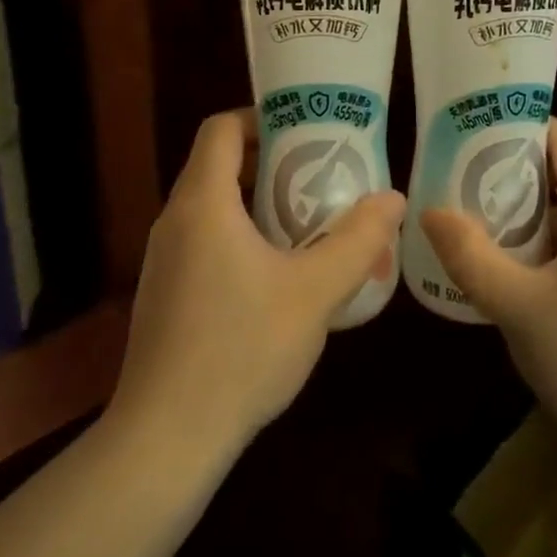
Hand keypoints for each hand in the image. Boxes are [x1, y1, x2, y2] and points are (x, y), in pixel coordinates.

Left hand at [108, 110, 404, 459]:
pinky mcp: (165, 295)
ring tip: (311, 225)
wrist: (166, 438)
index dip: (262, 118)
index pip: (221, 128)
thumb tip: (392, 198)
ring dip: (260, 205)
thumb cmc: (242, 349)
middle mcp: (174, 221)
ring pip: (214, 208)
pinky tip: (279, 279)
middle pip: (219, 166)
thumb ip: (358, 239)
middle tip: (323, 177)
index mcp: (203, 203)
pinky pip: (206, 243)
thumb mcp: (315, 291)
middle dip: (272, 163)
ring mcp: (164, 261)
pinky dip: (242, 239)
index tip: (307, 133)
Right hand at [420, 120, 556, 463]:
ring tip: (478, 227)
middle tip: (459, 184)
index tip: (467, 134)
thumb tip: (432, 211)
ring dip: (529, 216)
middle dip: (511, 175)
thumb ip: (472, 256)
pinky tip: (519, 276)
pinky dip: (551, 246)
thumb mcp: (520, 309)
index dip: (514, 127)